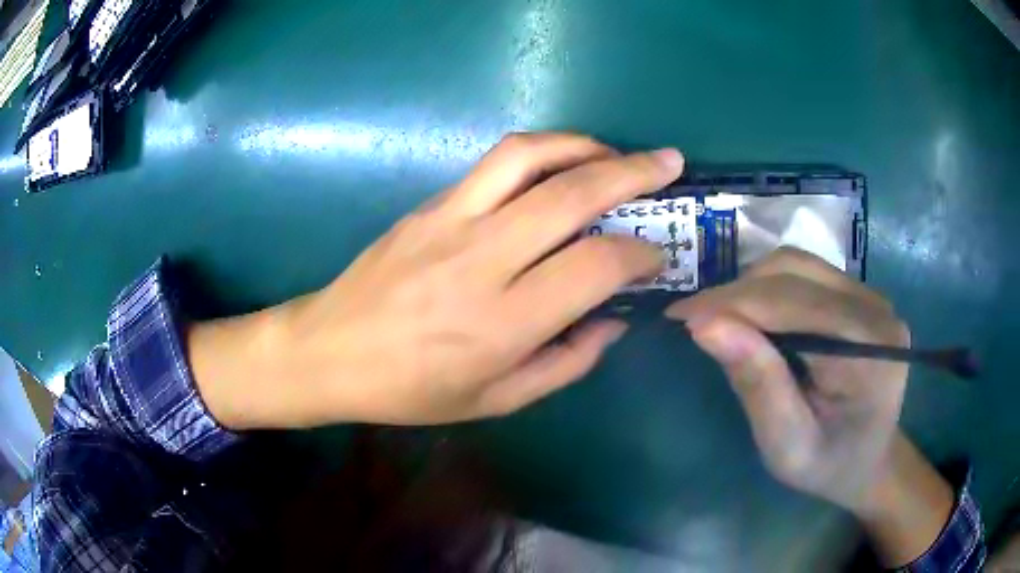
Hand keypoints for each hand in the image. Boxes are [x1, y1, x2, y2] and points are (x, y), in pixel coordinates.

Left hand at [191, 133, 682, 427]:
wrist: (330, 351)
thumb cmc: (412, 389)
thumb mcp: (496, 400)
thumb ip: (567, 363)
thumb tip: (614, 320)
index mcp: (502, 322)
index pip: (594, 266)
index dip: (640, 254)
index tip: (657, 255)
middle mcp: (481, 259)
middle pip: (572, 194)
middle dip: (633, 172)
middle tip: (668, 164)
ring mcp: (450, 220)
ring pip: (529, 157)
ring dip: (584, 146)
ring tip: (615, 155)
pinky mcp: (430, 203)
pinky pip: (495, 163)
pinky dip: (543, 154)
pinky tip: (560, 167)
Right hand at [665, 247, 910, 513]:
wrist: (868, 459)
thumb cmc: (828, 465)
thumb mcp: (787, 445)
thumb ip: (757, 384)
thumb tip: (704, 325)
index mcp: (871, 350)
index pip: (796, 305)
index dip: (735, 304)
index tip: (679, 316)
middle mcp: (876, 309)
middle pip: (797, 272)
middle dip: (738, 292)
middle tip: (694, 319)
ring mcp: (870, 295)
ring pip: (799, 264)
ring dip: (751, 285)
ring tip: (720, 316)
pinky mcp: (859, 294)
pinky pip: (807, 273)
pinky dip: (769, 287)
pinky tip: (752, 314)